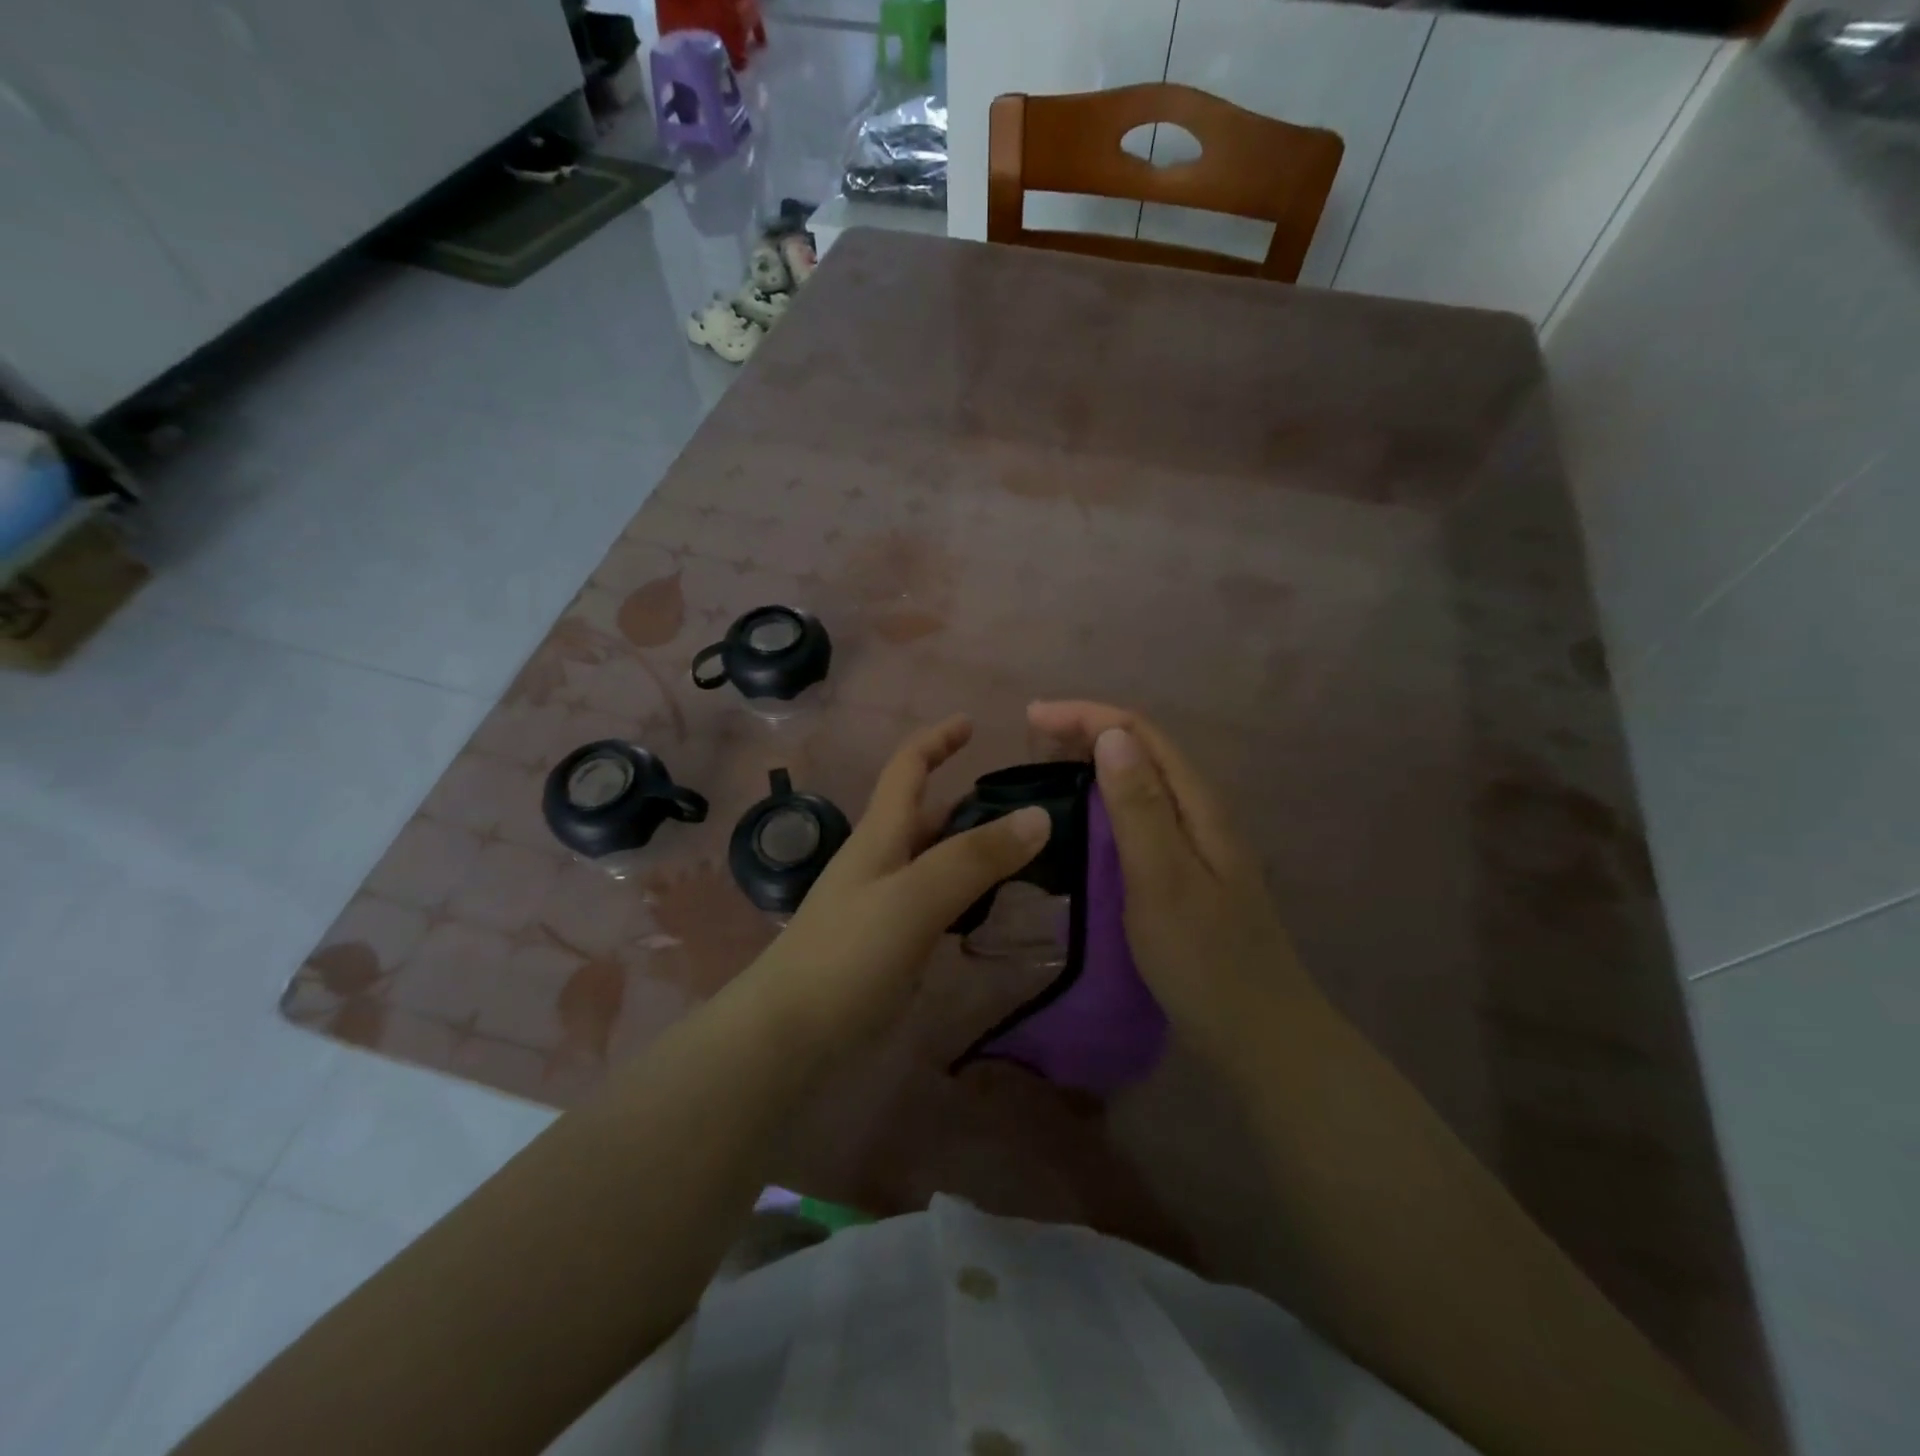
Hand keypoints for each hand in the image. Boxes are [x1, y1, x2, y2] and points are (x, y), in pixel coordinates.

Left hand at [745, 715, 1050, 1048]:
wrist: (789, 1035)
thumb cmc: (848, 954)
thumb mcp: (915, 897)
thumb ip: (975, 858)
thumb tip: (1040, 814)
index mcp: (881, 834)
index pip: (908, 768)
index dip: (937, 739)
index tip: (973, 722)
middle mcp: (882, 860)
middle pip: (928, 814)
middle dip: (971, 800)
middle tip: (1030, 805)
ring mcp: (885, 903)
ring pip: (936, 859)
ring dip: (975, 848)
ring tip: (1029, 853)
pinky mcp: (891, 943)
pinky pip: (938, 901)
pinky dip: (968, 893)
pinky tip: (995, 908)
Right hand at [1027, 700, 1319, 1062]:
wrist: (1260, 1035)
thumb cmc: (1205, 960)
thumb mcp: (1164, 879)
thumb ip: (1139, 807)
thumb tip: (1110, 735)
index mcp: (1198, 804)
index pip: (1141, 733)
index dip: (1086, 715)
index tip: (1031, 717)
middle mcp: (1200, 811)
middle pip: (1143, 749)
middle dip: (1087, 730)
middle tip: (1030, 739)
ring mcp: (1196, 842)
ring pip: (1141, 780)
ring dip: (1094, 761)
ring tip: (1047, 765)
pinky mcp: (1186, 869)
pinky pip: (1141, 814)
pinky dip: (1105, 799)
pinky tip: (1084, 817)